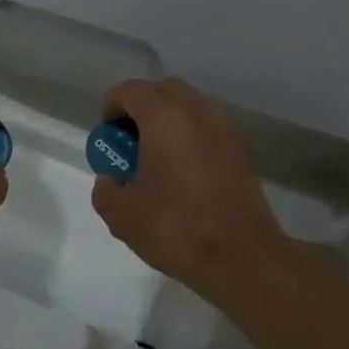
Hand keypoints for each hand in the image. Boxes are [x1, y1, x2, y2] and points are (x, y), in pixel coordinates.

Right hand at [90, 77, 297, 307]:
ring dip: (167, 120)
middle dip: (142, 107)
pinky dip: (188, 136)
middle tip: (129, 139)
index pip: (132, 90)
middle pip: (164, 90)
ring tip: (153, 156)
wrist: (243, 258)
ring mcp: (224, 130)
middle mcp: (197, 113)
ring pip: (189, 107)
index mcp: (165, 118)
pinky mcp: (240, 151)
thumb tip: (111, 180)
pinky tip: (179, 171)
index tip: (106, 132)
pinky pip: (206, 128)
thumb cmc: (177, 229)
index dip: (112, 105)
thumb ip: (106, 189)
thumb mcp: (122, 215)